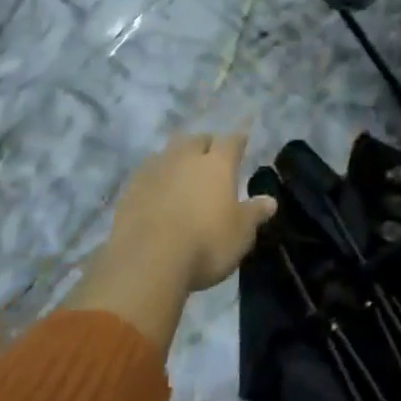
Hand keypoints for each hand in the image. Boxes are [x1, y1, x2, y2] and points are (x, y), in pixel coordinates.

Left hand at [105, 131, 276, 293]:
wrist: (147, 260)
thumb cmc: (205, 244)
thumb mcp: (240, 234)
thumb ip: (254, 213)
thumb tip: (270, 200)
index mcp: (217, 164)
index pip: (232, 141)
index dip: (238, 141)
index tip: (241, 142)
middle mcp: (186, 158)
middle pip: (197, 139)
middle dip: (205, 145)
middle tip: (211, 157)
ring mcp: (155, 170)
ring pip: (169, 151)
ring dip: (178, 157)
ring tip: (182, 172)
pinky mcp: (131, 187)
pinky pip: (147, 172)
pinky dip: (156, 177)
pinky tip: (157, 190)